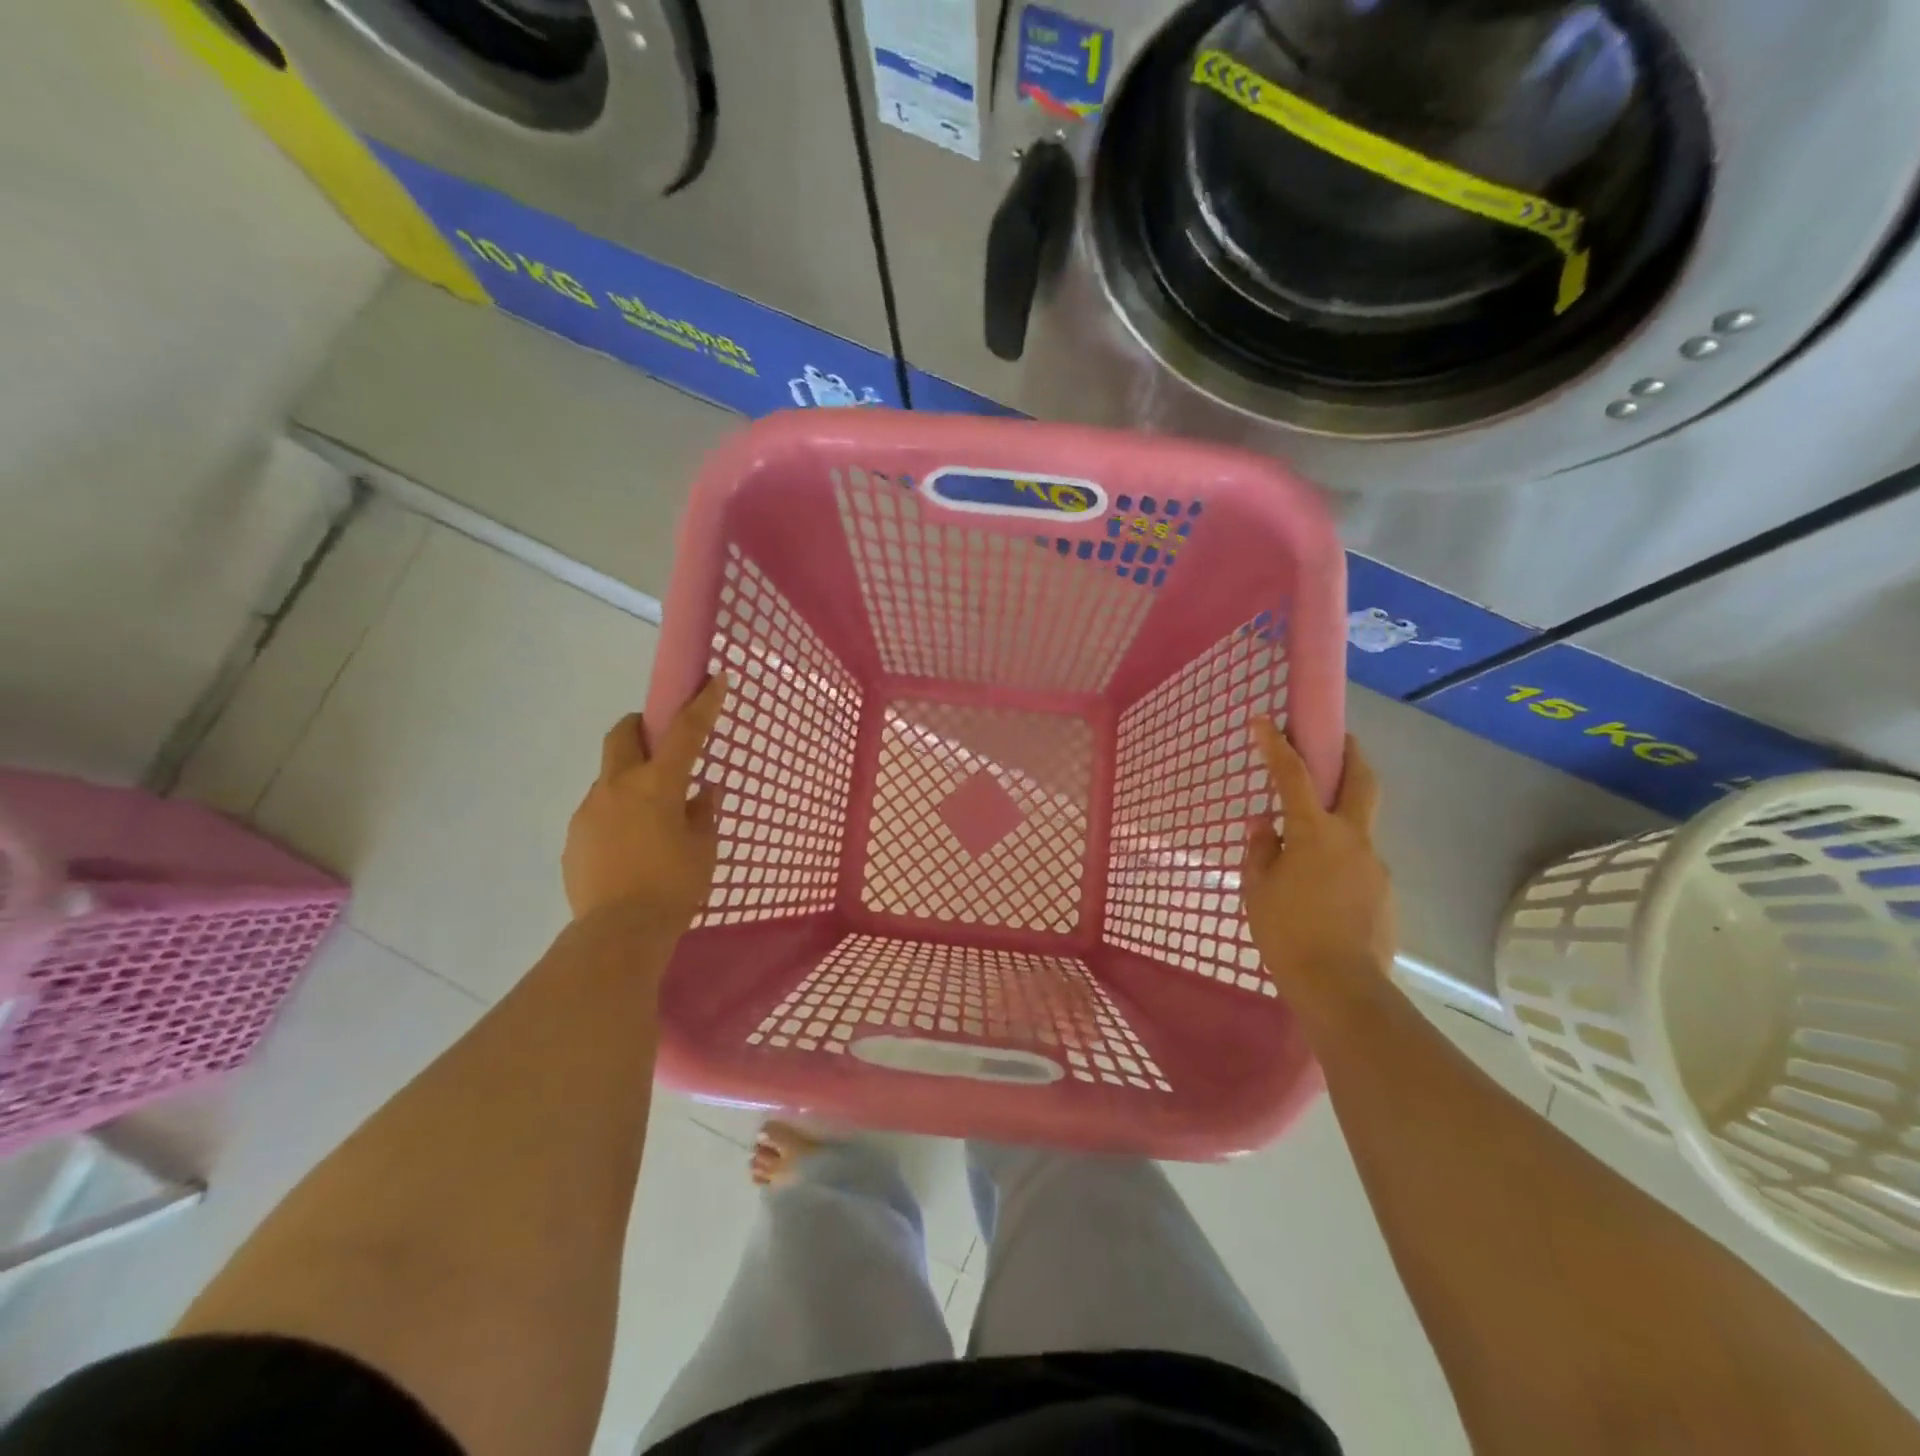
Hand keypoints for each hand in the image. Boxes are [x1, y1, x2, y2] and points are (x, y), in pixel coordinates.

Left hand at [563, 675, 726, 929]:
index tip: (715, 679)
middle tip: (661, 743)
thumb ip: (703, 812)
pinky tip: (630, 848)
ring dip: (630, 780)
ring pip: (609, 776)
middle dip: (641, 726)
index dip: (702, 703)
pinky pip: (598, 811)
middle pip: (622, 734)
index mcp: (657, 785)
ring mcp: (589, 810)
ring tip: (650, 819)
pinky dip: (616, 815)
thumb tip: (702, 791)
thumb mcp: (704, 848)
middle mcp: (617, 786)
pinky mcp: (574, 837)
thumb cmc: (674, 886)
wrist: (618, 933)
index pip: (685, 732)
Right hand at [1242, 720, 1396, 1019]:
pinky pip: (1360, 863)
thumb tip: (1264, 824)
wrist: (1341, 987)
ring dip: (1341, 818)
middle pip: (1361, 781)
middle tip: (1337, 740)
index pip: (1293, 775)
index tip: (1264, 719)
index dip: (1276, 744)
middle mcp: (1353, 839)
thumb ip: (1261, 850)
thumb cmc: (1287, 932)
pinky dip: (1342, 860)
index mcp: (1315, 833)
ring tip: (1308, 848)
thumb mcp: (1257, 889)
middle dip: (1349, 753)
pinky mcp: (1385, 892)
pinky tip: (1323, 890)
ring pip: (1360, 826)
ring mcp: (1375, 865)